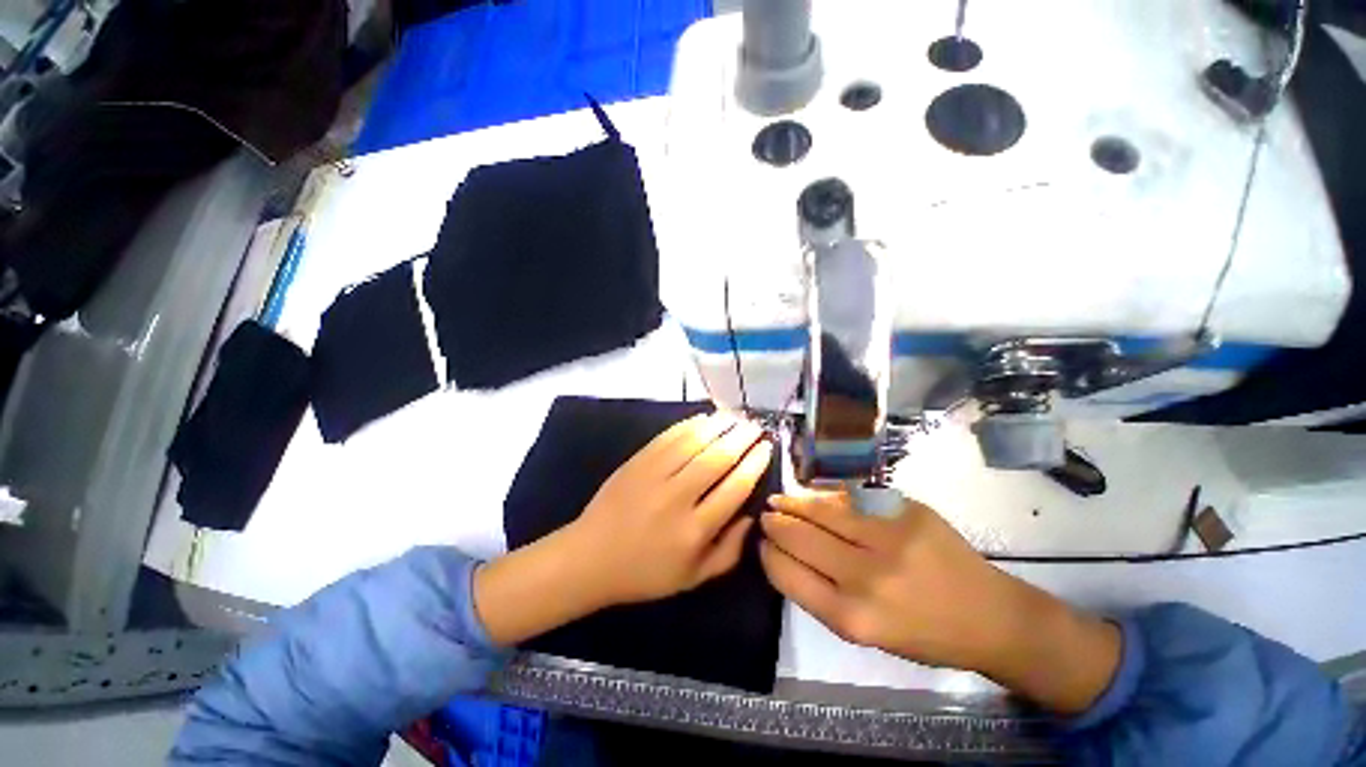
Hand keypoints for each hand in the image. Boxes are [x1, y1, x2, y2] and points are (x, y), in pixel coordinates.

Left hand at [567, 411, 773, 604]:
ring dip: (719, 425)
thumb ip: (729, 552)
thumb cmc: (645, 572)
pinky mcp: (637, 462)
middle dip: (742, 438)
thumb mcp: (693, 578)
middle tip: (755, 426)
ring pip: (694, 442)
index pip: (735, 488)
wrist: (591, 557)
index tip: (766, 448)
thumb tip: (752, 516)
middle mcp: (677, 498)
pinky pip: (668, 437)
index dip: (754, 463)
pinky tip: (704, 418)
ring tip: (736, 417)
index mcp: (694, 531)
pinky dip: (689, 424)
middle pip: (718, 459)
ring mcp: (654, 475)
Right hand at [759, 491, 1120, 714]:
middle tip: (765, 515)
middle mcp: (865, 578)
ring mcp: (888, 539)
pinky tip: (815, 496)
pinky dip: (827, 496)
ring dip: (793, 503)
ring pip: (822, 511)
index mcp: (851, 618)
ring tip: (779, 499)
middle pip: (800, 538)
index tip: (760, 543)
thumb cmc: (924, 635)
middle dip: (774, 524)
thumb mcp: (865, 633)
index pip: (787, 574)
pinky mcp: (906, 512)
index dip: (768, 554)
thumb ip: (821, 594)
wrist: (991, 617)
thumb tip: (785, 553)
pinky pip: (851, 498)